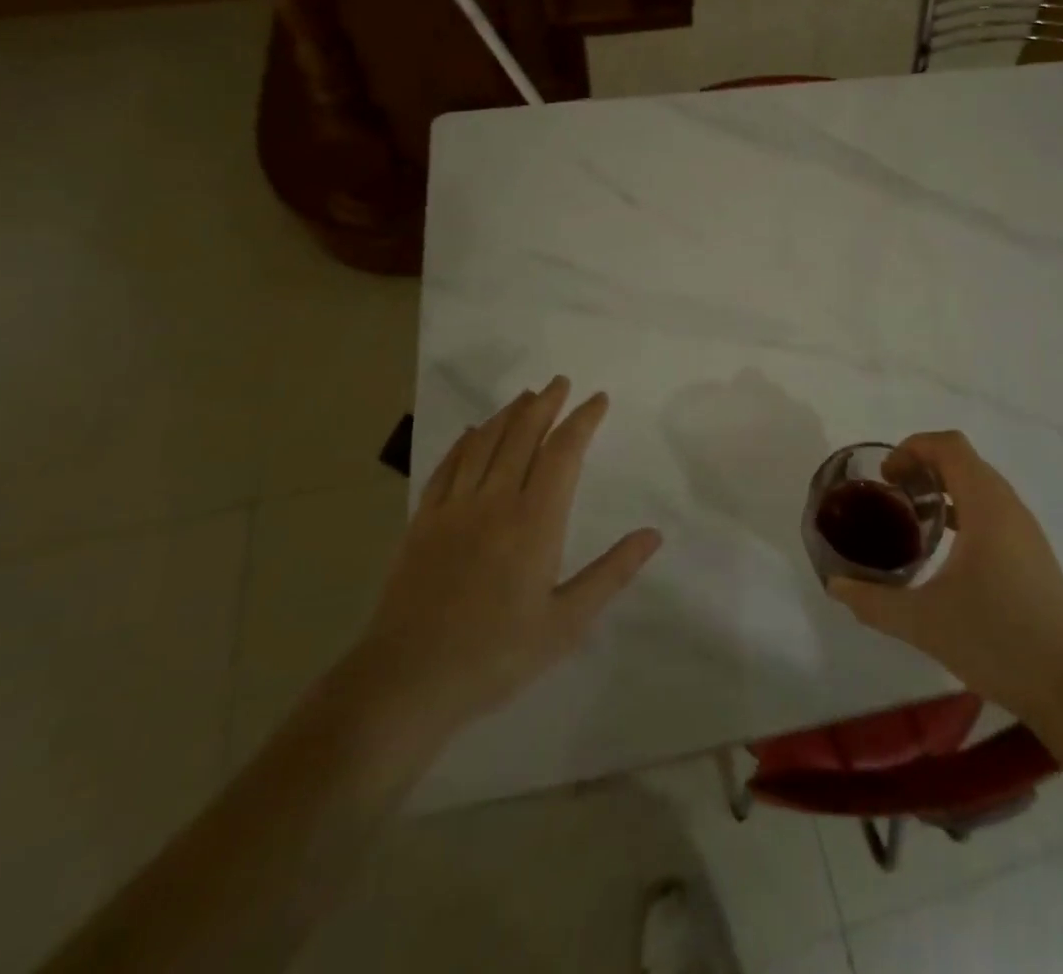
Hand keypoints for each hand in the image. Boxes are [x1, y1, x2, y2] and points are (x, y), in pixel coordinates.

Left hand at [348, 379, 660, 769]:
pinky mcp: (423, 523)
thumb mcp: (567, 622)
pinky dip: (465, 442)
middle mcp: (494, 502)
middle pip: (522, 436)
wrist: (408, 681)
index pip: (563, 453)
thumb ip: (612, 572)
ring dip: (508, 414)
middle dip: (545, 404)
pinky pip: (447, 467)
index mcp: (535, 521)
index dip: (582, 421)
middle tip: (561, 382)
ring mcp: (454, 509)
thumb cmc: (497, 655)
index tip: (598, 399)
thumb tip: (653, 534)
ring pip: (484, 443)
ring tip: (526, 396)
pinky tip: (473, 432)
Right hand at [827, 431, 1062, 721]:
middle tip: (891, 493)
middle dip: (924, 465)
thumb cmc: (995, 642)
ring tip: (913, 517)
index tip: (886, 475)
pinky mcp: (1034, 555)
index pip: (950, 447)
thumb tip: (835, 585)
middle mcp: (1010, 508)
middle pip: (965, 461)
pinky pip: (994, 510)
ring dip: (945, 487)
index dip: (913, 448)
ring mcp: (1027, 532)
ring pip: (982, 485)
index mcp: (987, 507)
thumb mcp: (922, 622)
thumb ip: (873, 601)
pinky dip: (964, 509)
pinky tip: (947, 548)